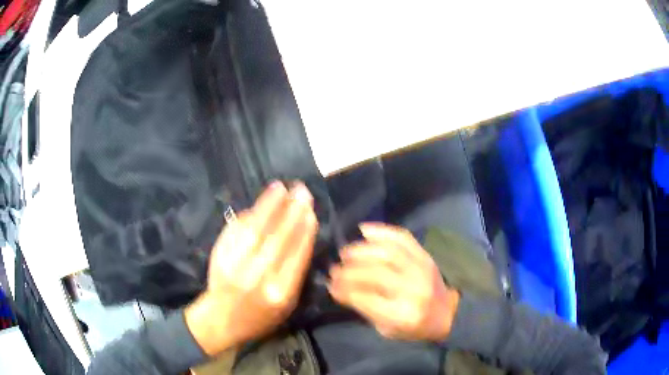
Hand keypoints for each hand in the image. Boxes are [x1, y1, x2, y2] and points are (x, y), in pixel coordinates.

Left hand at [185, 181, 317, 355]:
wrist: (222, 319)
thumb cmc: (262, 316)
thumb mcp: (288, 304)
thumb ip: (296, 273)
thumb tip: (302, 235)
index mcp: (280, 293)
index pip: (297, 255)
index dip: (304, 230)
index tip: (311, 211)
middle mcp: (258, 277)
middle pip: (278, 238)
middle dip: (292, 212)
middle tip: (301, 191)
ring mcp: (235, 264)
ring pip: (255, 229)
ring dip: (269, 206)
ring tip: (280, 188)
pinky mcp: (219, 255)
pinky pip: (236, 230)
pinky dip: (249, 215)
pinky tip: (260, 204)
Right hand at [328, 223, 459, 341]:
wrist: (447, 313)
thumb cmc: (414, 327)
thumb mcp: (387, 329)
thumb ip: (365, 309)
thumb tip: (338, 287)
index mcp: (402, 314)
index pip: (366, 298)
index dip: (344, 290)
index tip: (330, 285)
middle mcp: (412, 289)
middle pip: (375, 274)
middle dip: (349, 271)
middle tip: (334, 269)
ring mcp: (421, 269)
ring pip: (387, 253)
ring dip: (361, 250)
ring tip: (345, 253)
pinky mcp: (425, 256)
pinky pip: (403, 238)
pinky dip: (382, 231)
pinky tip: (364, 230)